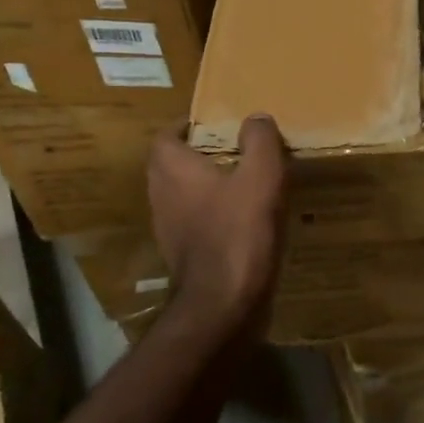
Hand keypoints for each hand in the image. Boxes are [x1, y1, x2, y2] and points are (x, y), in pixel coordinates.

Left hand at [147, 115, 288, 329]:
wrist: (223, 305)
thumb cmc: (238, 232)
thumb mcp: (261, 176)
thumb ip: (259, 141)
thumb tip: (255, 117)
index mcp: (173, 169)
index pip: (166, 136)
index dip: (185, 127)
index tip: (212, 123)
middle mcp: (162, 195)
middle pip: (171, 165)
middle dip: (197, 154)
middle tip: (231, 149)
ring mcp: (168, 229)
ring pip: (182, 195)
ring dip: (205, 186)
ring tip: (241, 181)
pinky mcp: (183, 256)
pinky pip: (194, 222)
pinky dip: (212, 215)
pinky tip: (242, 219)